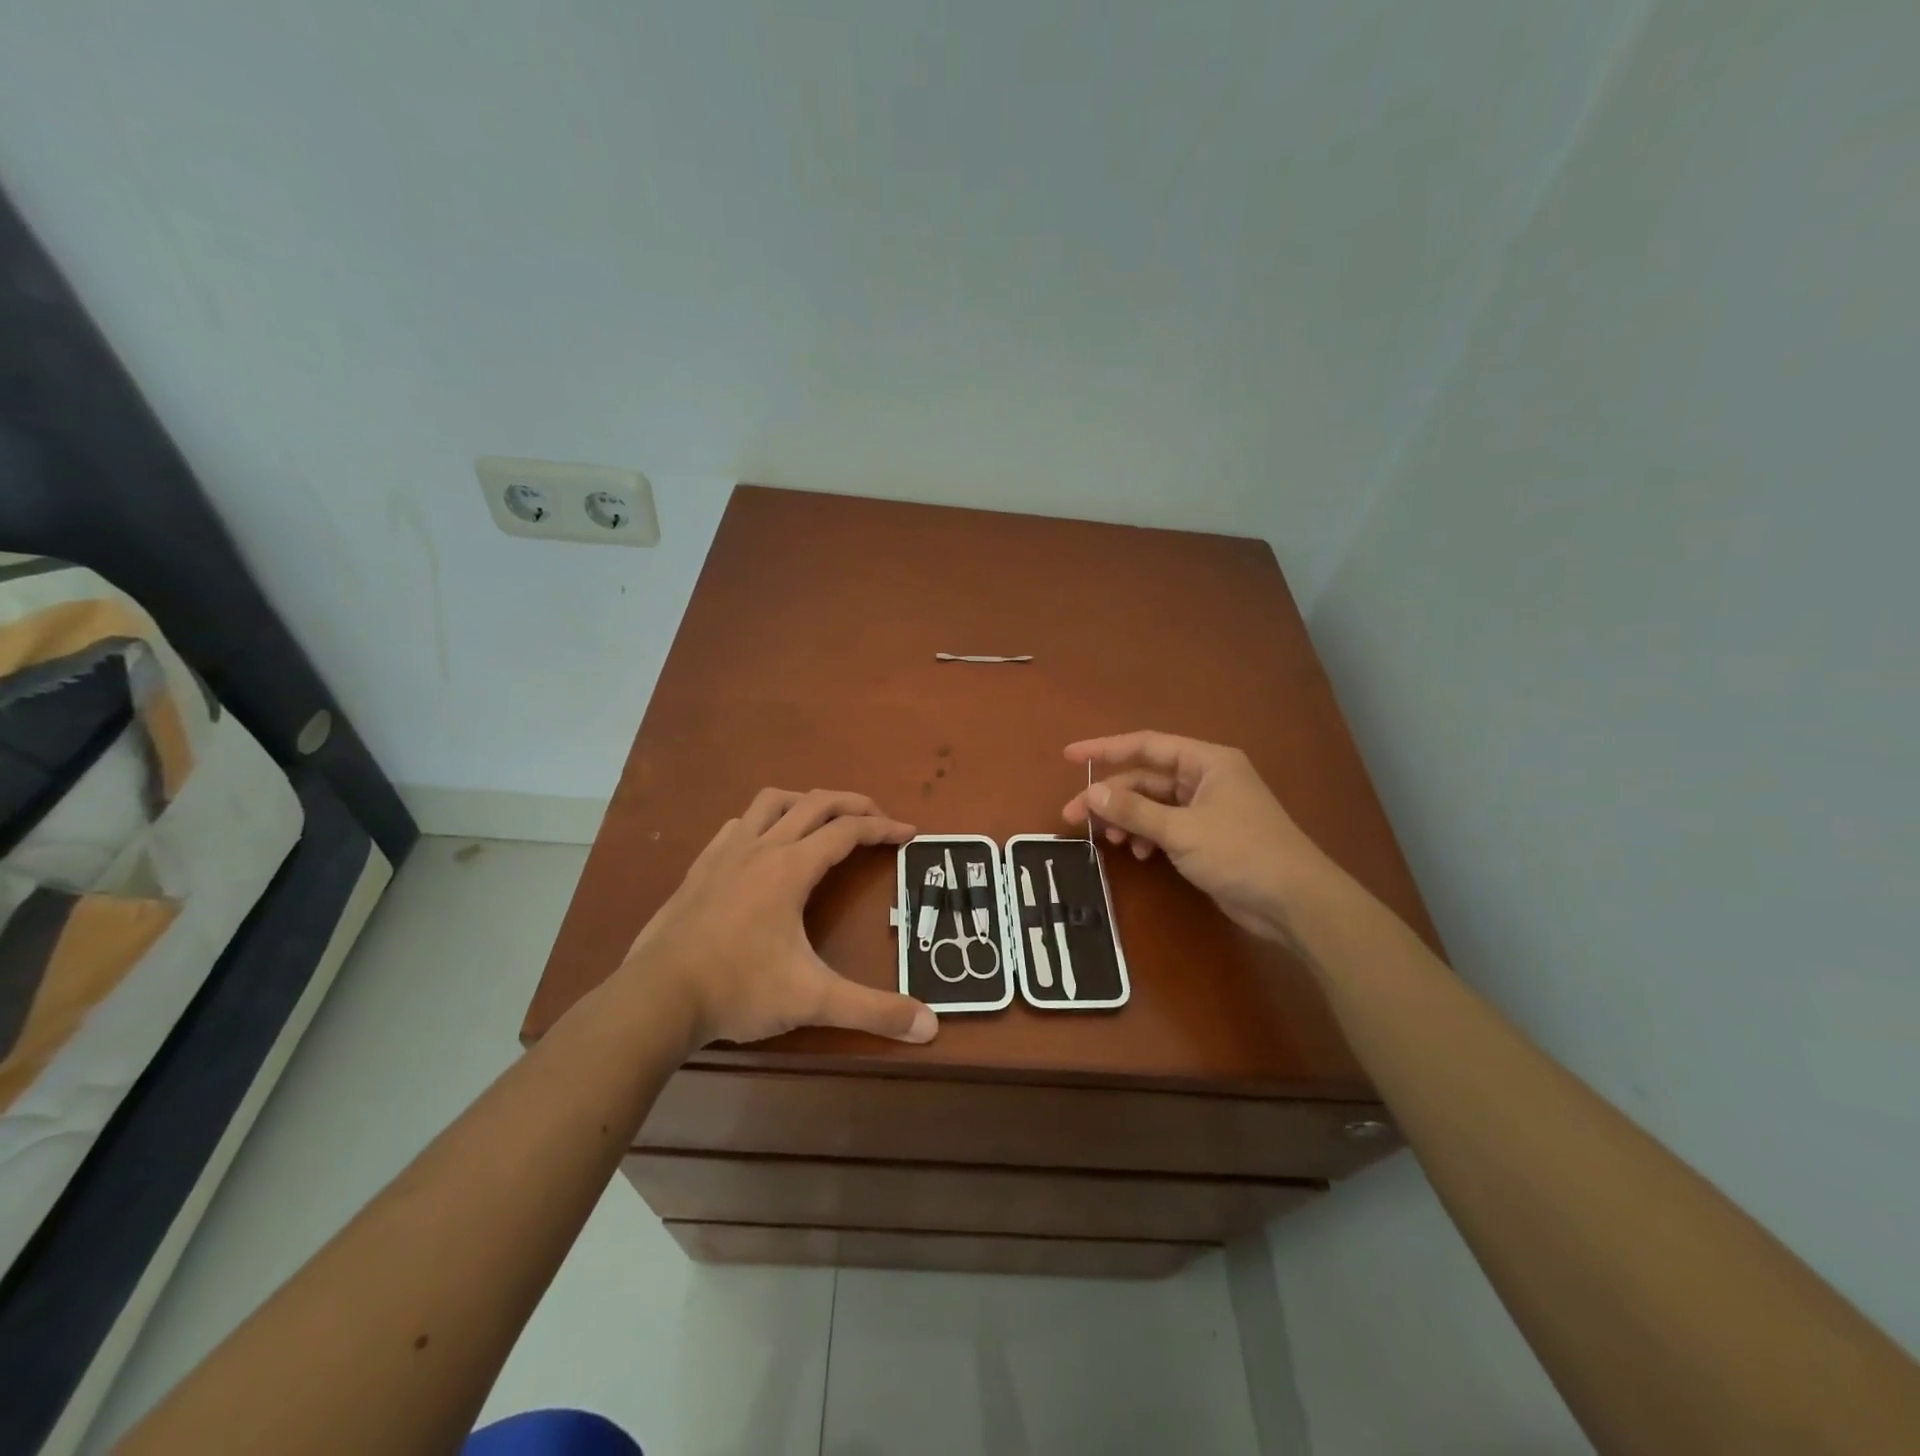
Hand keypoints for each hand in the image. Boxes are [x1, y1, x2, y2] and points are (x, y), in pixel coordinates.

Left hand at [618, 789, 937, 1049]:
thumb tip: (930, 1028)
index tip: (909, 834)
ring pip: (772, 801)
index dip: (883, 829)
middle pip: (816, 803)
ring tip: (825, 819)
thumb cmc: (738, 990)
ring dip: (806, 802)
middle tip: (879, 817)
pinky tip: (764, 845)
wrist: (656, 997)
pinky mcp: (700, 868)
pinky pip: (738, 824)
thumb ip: (873, 1011)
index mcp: (791, 867)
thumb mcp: (813, 1001)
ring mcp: (726, 853)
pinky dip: (763, 821)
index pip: (848, 831)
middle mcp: (761, 848)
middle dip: (853, 803)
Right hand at [1062, 731, 1344, 940]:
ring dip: (1128, 820)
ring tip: (1108, 840)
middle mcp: (1206, 778)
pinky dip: (1147, 837)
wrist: (1294, 902)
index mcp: (1206, 762)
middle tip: (1073, 816)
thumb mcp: (1181, 830)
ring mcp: (1207, 809)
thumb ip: (1134, 810)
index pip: (1146, 745)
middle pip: (1145, 779)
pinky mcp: (1207, 837)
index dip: (1104, 749)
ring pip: (1153, 805)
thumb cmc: (1240, 852)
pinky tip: (1139, 854)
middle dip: (1110, 797)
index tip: (1069, 757)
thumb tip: (1091, 794)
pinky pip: (1165, 827)